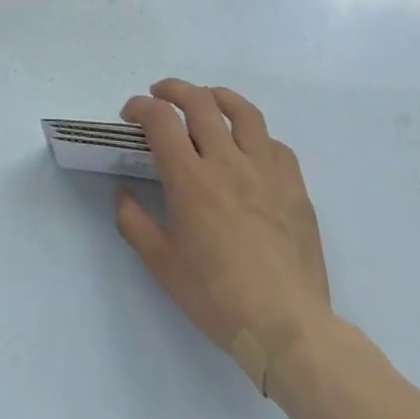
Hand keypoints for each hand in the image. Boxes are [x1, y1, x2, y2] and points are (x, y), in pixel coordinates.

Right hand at [115, 80, 331, 390]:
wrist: (287, 328)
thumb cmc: (216, 296)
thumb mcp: (161, 264)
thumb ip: (134, 221)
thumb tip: (124, 194)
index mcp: (190, 179)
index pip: (160, 119)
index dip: (140, 107)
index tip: (131, 115)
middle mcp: (227, 162)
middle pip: (199, 102)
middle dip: (173, 90)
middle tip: (160, 96)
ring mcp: (266, 172)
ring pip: (243, 112)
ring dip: (218, 97)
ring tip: (206, 100)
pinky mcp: (295, 188)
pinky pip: (276, 145)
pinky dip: (256, 137)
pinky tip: (248, 149)